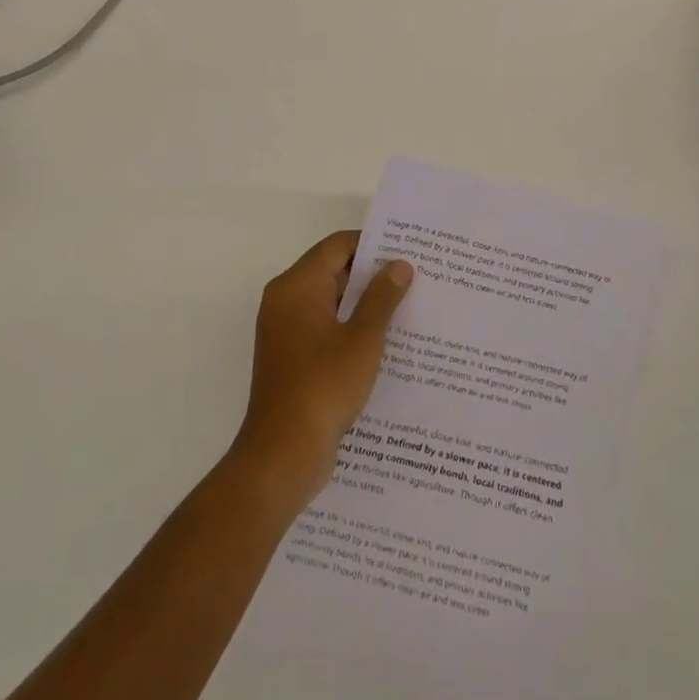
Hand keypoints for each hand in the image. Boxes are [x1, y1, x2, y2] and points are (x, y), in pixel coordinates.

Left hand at [229, 231, 413, 511]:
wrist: (282, 455)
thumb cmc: (323, 387)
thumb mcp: (363, 339)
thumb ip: (382, 297)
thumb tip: (398, 265)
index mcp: (296, 287)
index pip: (337, 246)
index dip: (372, 244)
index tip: (407, 248)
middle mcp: (286, 301)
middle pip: (333, 271)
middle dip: (373, 275)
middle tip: (416, 276)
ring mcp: (286, 332)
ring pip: (331, 302)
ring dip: (365, 304)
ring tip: (409, 306)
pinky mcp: (292, 359)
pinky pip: (326, 329)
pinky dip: (352, 328)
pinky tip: (387, 341)